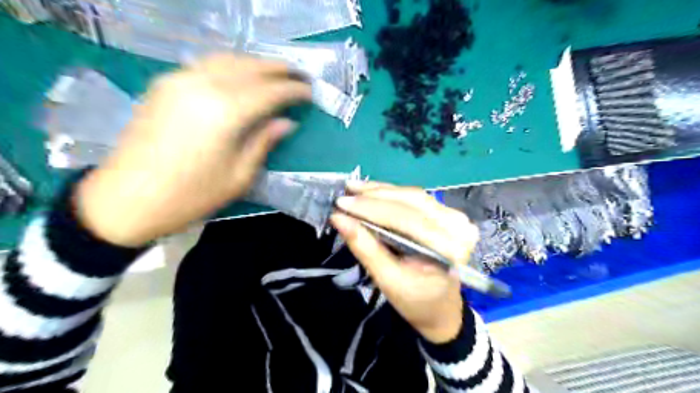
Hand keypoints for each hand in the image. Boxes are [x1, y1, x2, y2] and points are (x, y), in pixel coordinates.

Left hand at [74, 53, 310, 247]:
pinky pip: (207, 65)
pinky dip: (231, 66)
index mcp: (225, 113)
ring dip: (255, 63)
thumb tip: (286, 123)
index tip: (309, 92)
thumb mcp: (239, 176)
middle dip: (278, 69)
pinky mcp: (165, 84)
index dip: (293, 90)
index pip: (269, 91)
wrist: (127, 199)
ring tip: (274, 72)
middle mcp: (203, 86)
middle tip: (298, 75)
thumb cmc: (191, 196)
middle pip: (249, 67)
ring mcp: (180, 81)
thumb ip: (263, 143)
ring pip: (227, 60)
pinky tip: (241, 76)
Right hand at [331, 181, 477, 343]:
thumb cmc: (415, 300)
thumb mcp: (387, 280)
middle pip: (410, 202)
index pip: (405, 219)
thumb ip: (365, 248)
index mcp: (449, 249)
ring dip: (380, 192)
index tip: (341, 203)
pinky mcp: (447, 213)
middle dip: (374, 197)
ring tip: (353, 189)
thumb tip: (338, 218)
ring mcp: (455, 217)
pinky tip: (371, 190)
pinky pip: (415, 198)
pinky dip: (391, 194)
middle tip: (345, 194)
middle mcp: (458, 227)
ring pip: (411, 196)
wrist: (440, 306)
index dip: (371, 209)